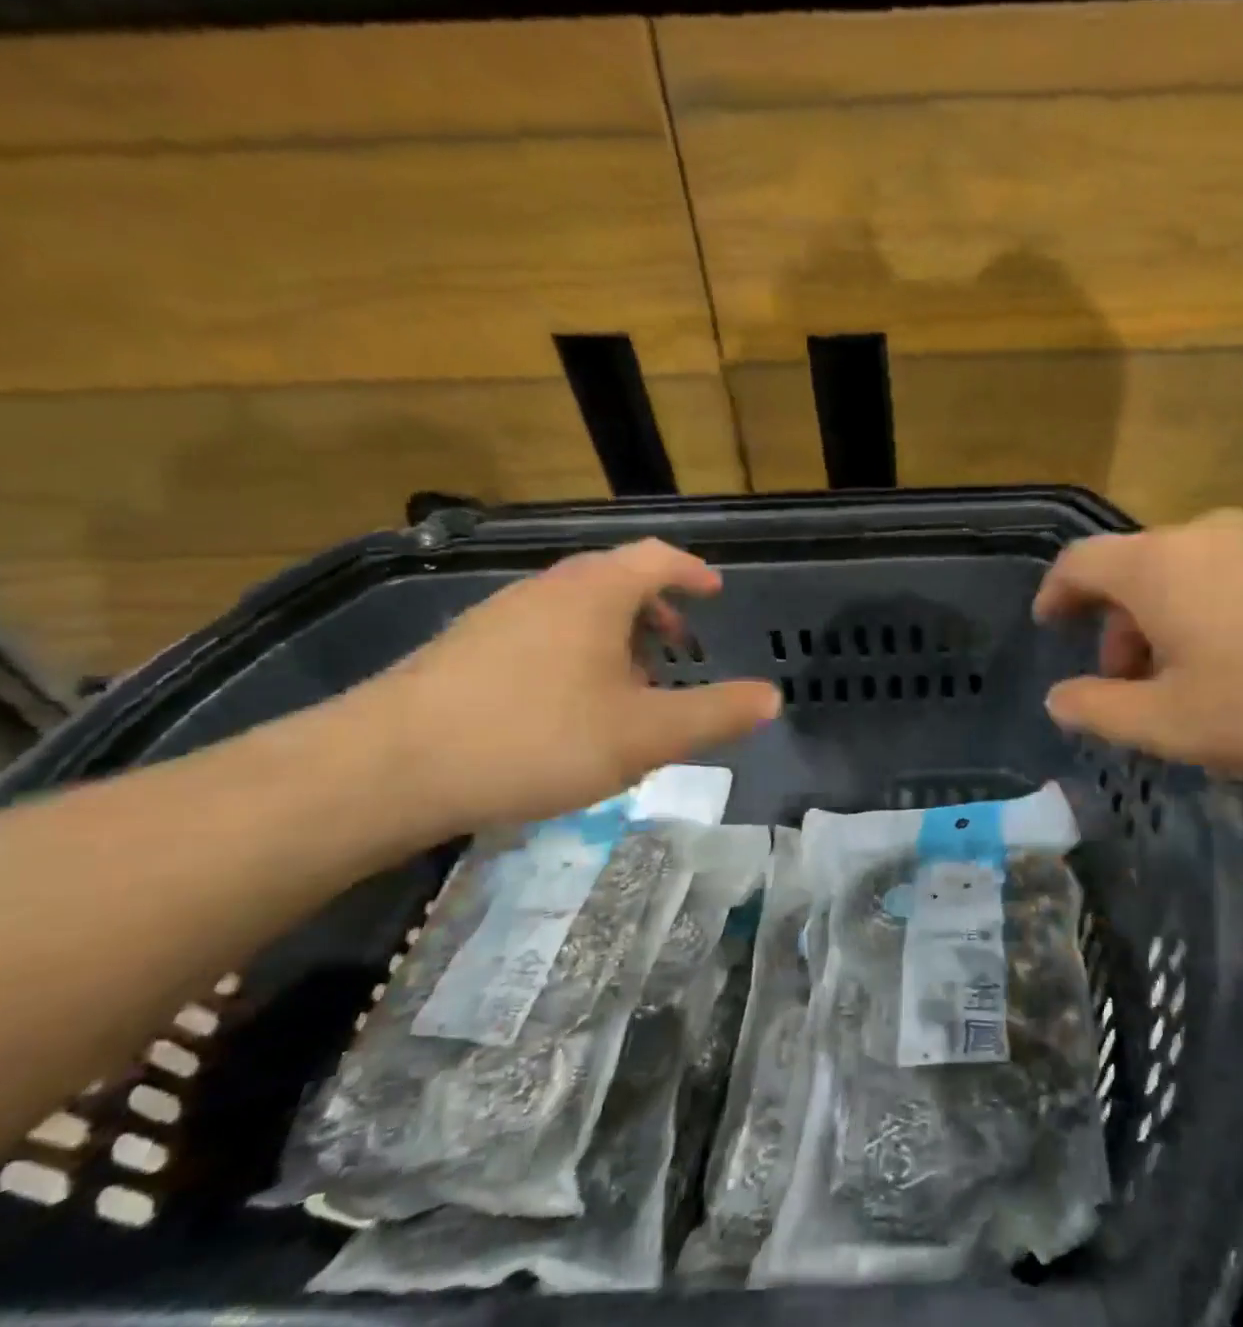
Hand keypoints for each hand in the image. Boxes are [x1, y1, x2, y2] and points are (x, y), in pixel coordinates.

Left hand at [357, 540, 779, 830]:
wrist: (386, 768)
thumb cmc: (536, 737)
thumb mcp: (646, 734)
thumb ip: (715, 714)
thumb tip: (772, 698)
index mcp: (594, 593)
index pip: (656, 558)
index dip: (692, 571)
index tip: (714, 591)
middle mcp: (545, 591)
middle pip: (614, 581)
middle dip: (656, 612)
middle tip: (680, 650)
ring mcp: (498, 618)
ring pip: (575, 613)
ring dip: (616, 639)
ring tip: (631, 689)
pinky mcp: (464, 652)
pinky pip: (541, 637)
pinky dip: (576, 657)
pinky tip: (570, 711)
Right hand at [1032, 510, 1242, 772]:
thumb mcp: (1176, 723)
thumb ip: (1102, 709)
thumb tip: (1058, 696)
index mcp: (1158, 567)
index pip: (1080, 564)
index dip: (1055, 595)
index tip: (1049, 626)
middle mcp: (1202, 535)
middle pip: (1135, 575)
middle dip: (1120, 632)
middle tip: (1133, 690)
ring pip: (1186, 581)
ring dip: (1169, 631)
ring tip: (1194, 693)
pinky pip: (1233, 581)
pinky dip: (1213, 621)